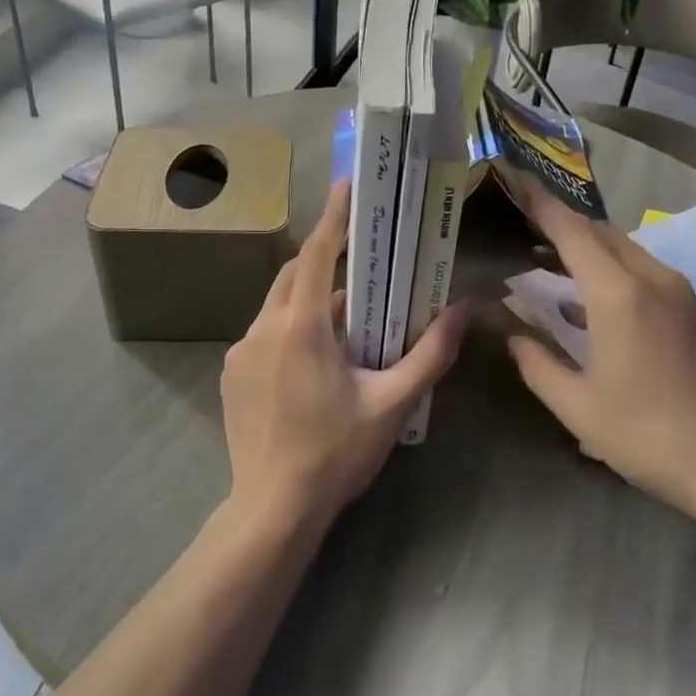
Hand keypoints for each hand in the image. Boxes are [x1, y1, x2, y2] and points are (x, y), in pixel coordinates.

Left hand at [221, 179, 470, 526]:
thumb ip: (430, 354)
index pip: (316, 254)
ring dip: (311, 303)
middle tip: (361, 265)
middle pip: (294, 275)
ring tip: (349, 326)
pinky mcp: (232, 376)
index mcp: (300, 327)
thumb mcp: (392, 404)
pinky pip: (265, 336)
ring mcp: (240, 353)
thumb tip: (464, 311)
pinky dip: (292, 331)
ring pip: (279, 307)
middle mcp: (262, 329)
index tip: (348, 185)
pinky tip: (315, 365)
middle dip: (324, 261)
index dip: (334, 217)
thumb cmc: (336, 453)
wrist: (272, 510)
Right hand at [506, 182, 695, 527]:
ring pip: (626, 249)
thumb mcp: (578, 408)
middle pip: (601, 233)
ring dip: (588, 246)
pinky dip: (613, 268)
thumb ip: (538, 365)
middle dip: (562, 223)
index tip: (517, 183)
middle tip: (524, 225)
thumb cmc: (649, 436)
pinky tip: (593, 298)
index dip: (542, 205)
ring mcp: (681, 294)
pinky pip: (646, 270)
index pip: (573, 232)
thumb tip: (516, 337)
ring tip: (550, 259)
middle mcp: (653, 280)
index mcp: (619, 295)